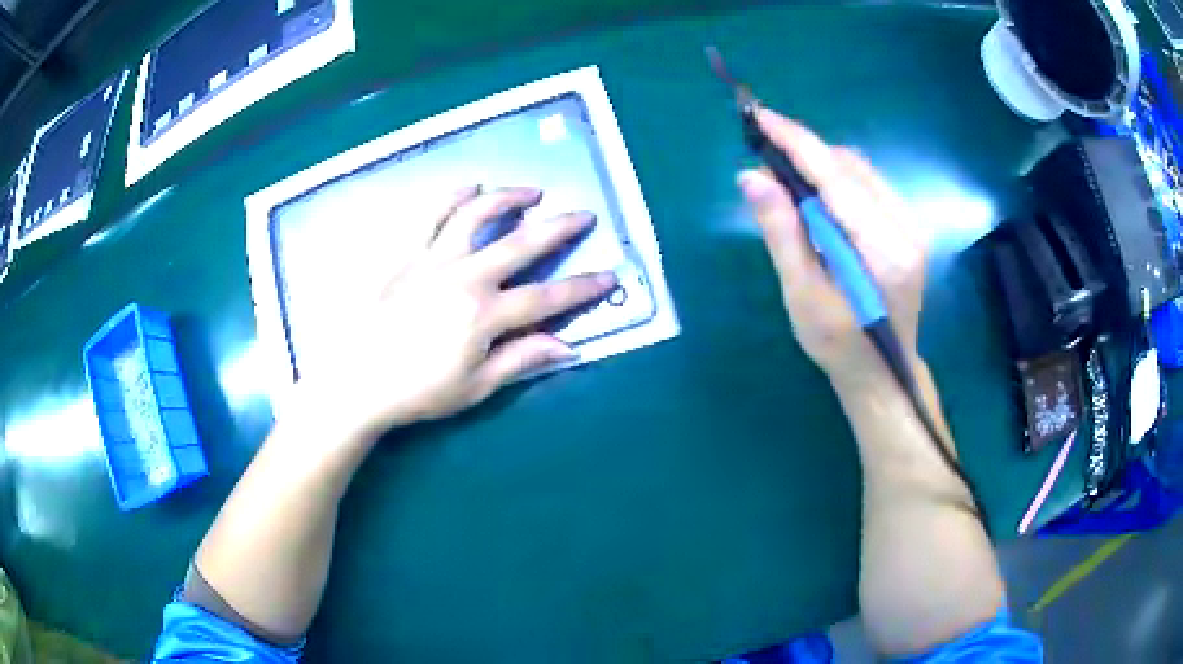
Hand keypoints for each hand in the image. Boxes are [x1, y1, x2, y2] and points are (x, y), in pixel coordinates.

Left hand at [302, 186, 616, 440]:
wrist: (358, 382)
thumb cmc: (417, 392)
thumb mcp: (475, 387)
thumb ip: (520, 360)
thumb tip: (565, 345)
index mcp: (485, 316)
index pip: (547, 298)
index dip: (582, 288)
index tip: (609, 276)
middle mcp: (465, 278)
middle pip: (521, 244)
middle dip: (559, 228)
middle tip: (583, 215)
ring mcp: (433, 260)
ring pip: (476, 216)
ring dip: (507, 198)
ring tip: (531, 192)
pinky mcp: (407, 255)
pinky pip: (430, 216)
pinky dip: (452, 197)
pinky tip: (470, 187)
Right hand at [739, 108, 927, 392]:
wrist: (883, 372)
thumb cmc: (839, 346)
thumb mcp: (803, 296)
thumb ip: (782, 233)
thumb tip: (751, 176)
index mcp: (884, 249)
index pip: (837, 178)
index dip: (797, 143)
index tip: (760, 117)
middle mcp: (905, 227)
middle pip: (849, 166)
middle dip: (804, 153)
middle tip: (764, 164)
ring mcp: (911, 225)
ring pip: (859, 171)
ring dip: (819, 165)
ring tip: (785, 182)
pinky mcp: (906, 227)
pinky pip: (867, 185)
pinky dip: (836, 180)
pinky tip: (816, 199)